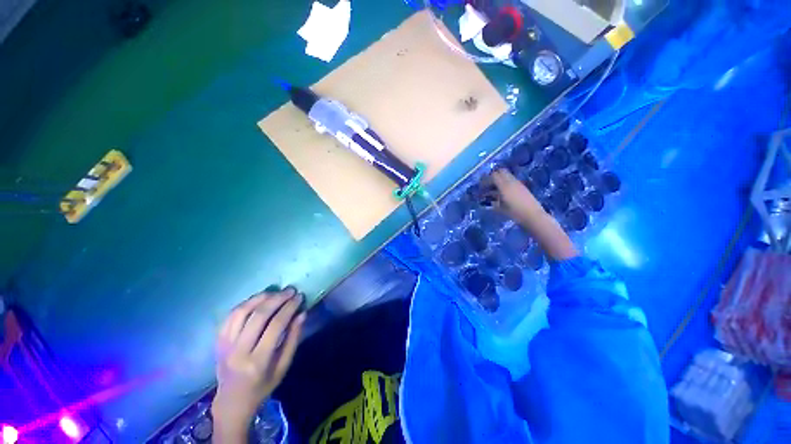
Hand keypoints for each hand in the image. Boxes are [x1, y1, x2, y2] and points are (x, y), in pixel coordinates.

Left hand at [212, 288, 305, 441]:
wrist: (232, 402)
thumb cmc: (262, 386)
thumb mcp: (283, 367)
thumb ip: (293, 339)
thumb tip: (302, 313)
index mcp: (258, 361)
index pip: (275, 325)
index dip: (289, 307)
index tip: (299, 297)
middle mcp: (238, 352)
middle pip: (258, 316)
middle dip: (277, 299)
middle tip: (290, 290)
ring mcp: (224, 346)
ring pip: (241, 312)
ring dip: (259, 298)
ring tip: (274, 292)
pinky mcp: (217, 342)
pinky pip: (229, 317)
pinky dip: (244, 304)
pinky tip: (256, 300)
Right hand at [489, 169, 545, 223]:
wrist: (533, 216)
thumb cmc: (515, 213)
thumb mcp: (500, 209)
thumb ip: (492, 202)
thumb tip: (486, 200)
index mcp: (505, 186)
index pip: (493, 175)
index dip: (486, 180)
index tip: (481, 187)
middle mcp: (511, 182)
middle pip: (501, 171)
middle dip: (492, 177)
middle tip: (487, 185)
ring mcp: (518, 183)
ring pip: (507, 175)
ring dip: (499, 180)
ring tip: (494, 190)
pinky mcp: (522, 187)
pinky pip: (511, 181)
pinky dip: (505, 183)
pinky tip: (503, 193)